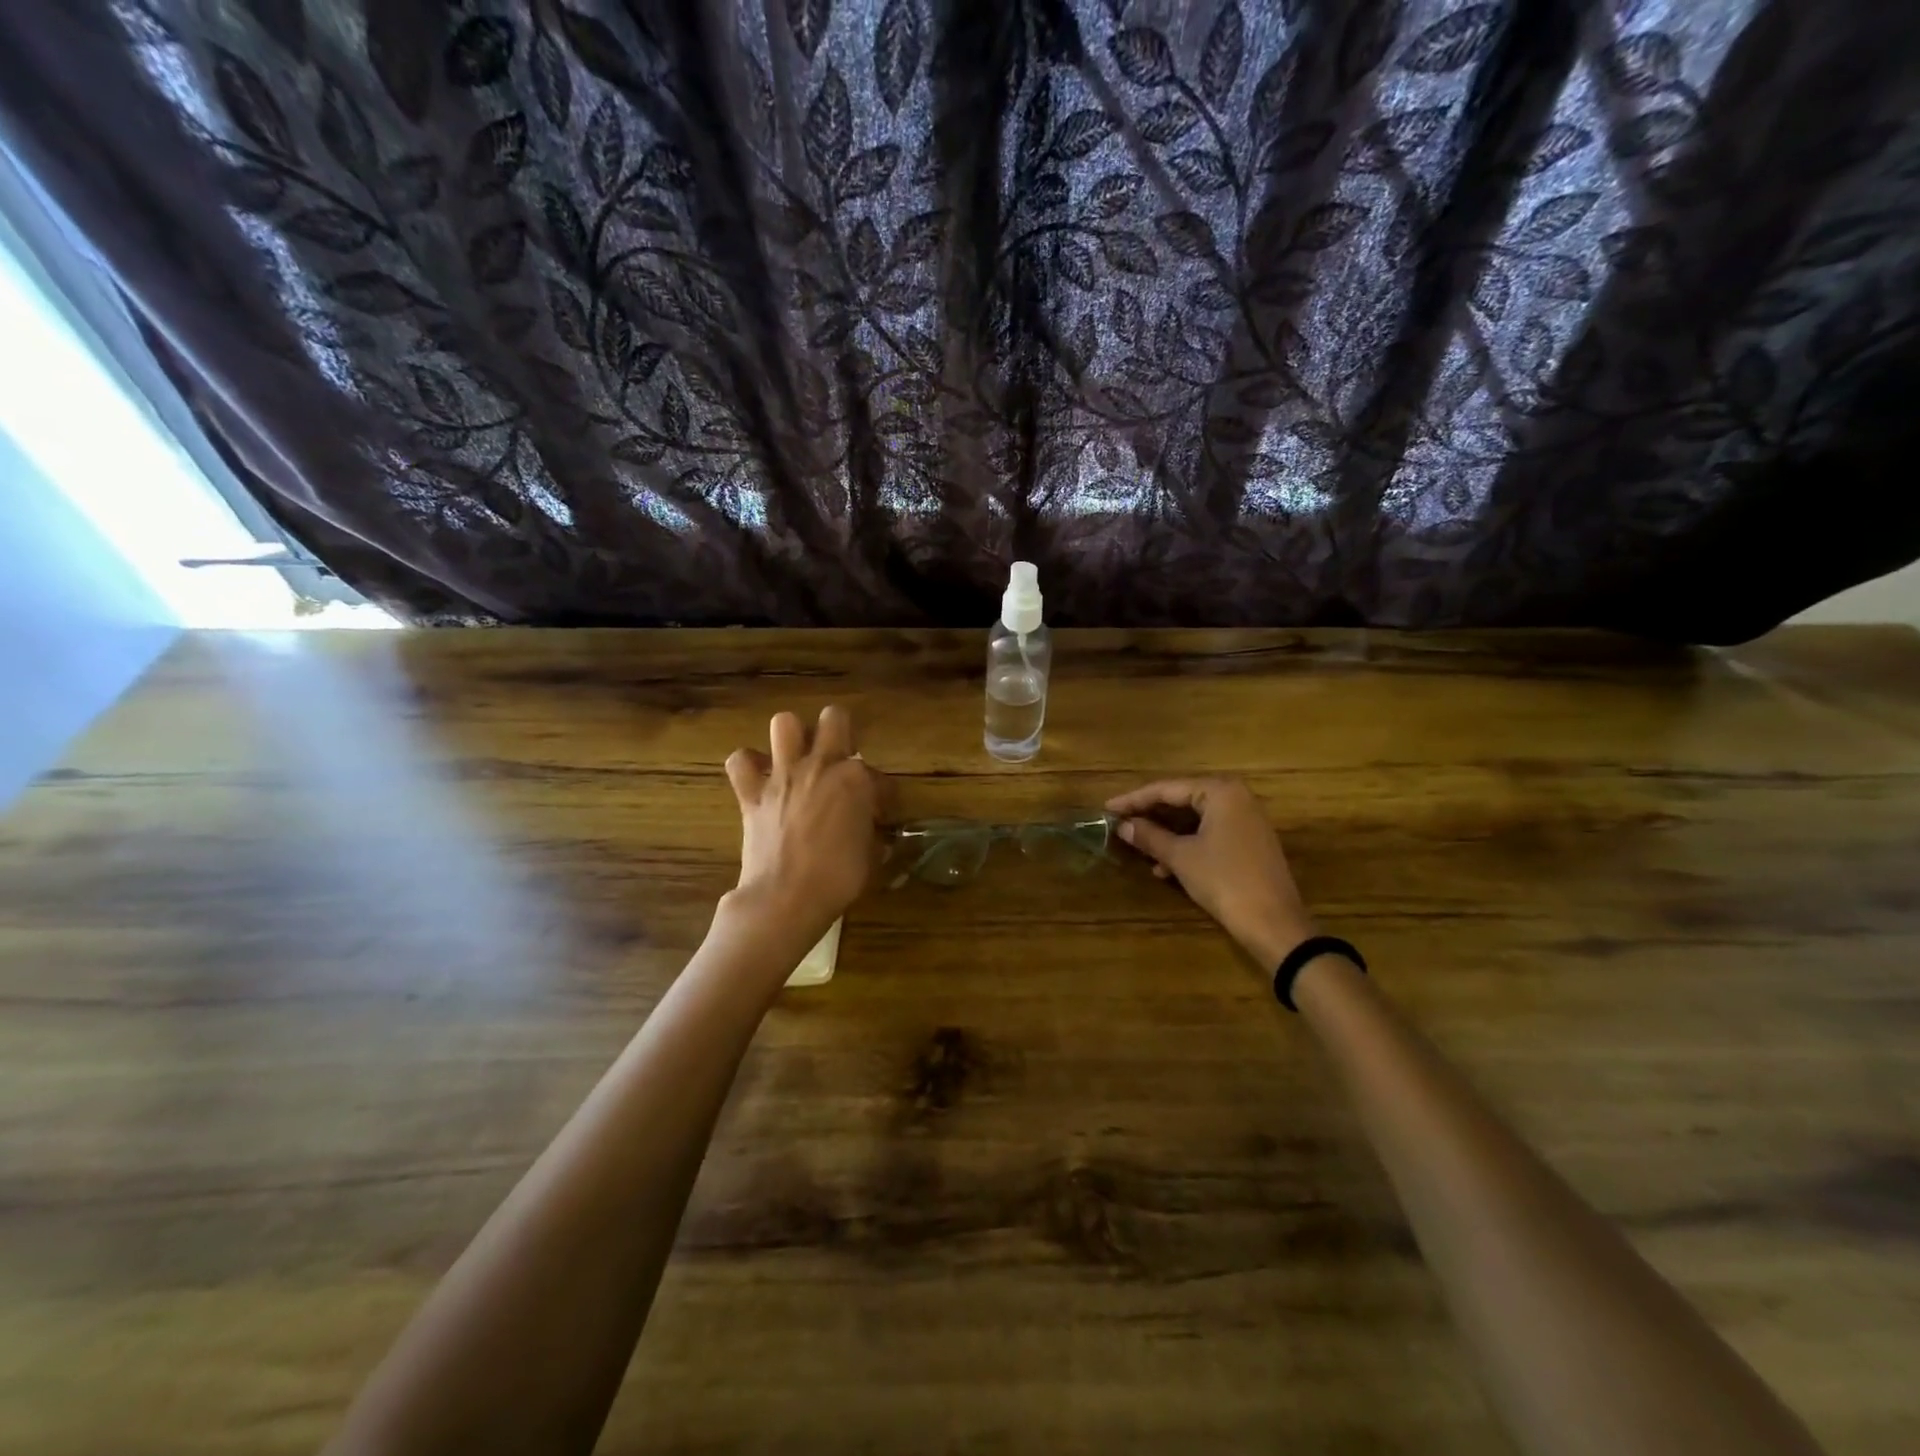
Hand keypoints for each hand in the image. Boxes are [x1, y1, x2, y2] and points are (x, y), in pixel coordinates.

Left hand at [725, 706, 887, 934]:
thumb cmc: (838, 879)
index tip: (880, 811)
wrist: (786, 898)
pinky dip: (748, 765)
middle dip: (841, 730)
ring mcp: (783, 776)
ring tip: (798, 756)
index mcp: (856, 779)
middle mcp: (820, 766)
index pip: (878, 775)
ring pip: (784, 723)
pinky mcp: (752, 794)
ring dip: (793, 736)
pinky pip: (740, 762)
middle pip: (834, 719)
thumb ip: (872, 833)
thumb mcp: (871, 857)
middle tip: (841, 756)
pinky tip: (759, 776)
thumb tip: (872, 831)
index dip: (882, 793)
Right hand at [1106, 777, 1316, 967]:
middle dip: (1150, 816)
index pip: (1166, 789)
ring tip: (1139, 849)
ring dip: (1166, 834)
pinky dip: (1186, 845)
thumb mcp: (1181, 857)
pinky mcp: (1250, 841)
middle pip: (1182, 800)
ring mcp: (1246, 819)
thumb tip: (1122, 826)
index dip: (1133, 800)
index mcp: (1220, 791)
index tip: (1107, 808)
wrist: (1274, 923)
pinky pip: (1210, 833)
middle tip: (1120, 824)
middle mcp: (1236, 797)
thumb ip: (1149, 836)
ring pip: (1195, 819)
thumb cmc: (1224, 881)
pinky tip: (1165, 867)